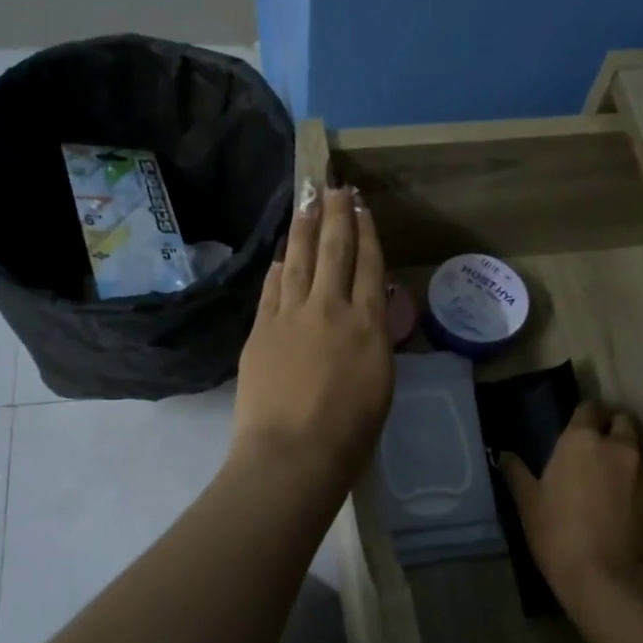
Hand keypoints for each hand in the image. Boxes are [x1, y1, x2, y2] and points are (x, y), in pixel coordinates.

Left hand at [231, 184, 392, 493]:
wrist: (293, 454)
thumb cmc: (350, 434)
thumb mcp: (381, 384)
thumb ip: (373, 343)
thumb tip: (364, 316)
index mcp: (369, 325)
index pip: (369, 265)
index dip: (366, 232)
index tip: (362, 208)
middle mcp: (331, 309)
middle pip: (335, 250)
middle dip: (336, 215)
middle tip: (336, 188)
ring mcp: (292, 316)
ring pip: (301, 260)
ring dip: (305, 228)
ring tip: (308, 202)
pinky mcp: (262, 329)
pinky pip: (273, 288)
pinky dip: (280, 267)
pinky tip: (283, 254)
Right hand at [500, 403, 642, 627]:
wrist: (610, 580)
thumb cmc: (559, 535)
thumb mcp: (528, 505)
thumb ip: (517, 474)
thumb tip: (503, 455)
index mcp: (582, 440)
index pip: (589, 408)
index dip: (584, 416)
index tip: (575, 430)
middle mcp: (620, 446)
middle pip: (623, 422)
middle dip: (612, 429)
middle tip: (596, 451)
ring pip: (641, 451)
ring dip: (629, 457)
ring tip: (613, 481)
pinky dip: (640, 485)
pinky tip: (627, 507)